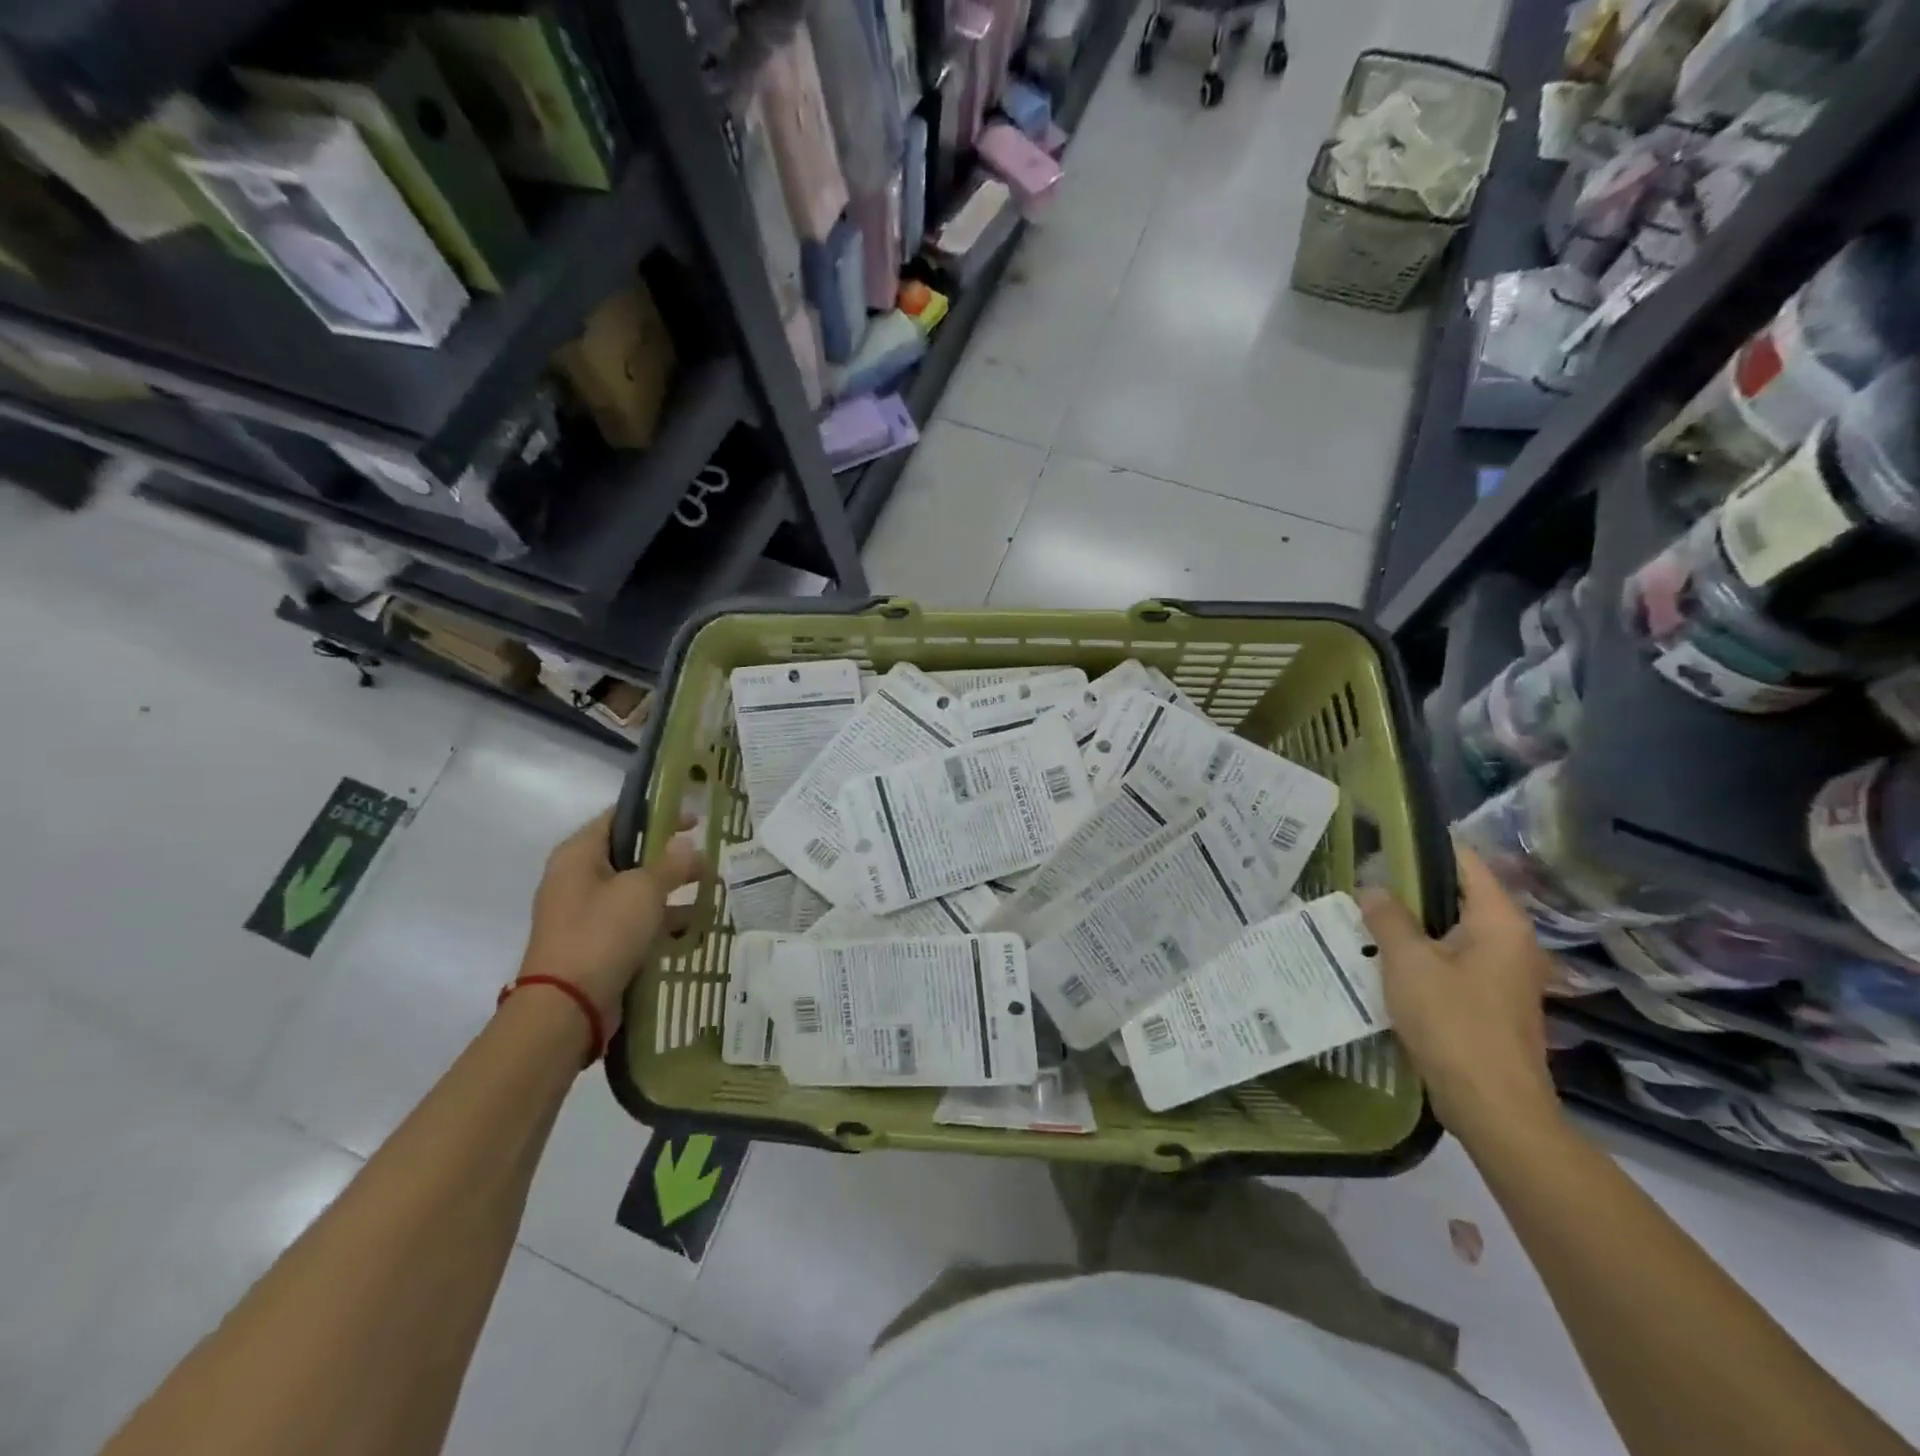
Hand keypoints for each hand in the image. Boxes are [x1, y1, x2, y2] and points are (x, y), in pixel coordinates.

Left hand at [518, 809, 703, 1025]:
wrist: (566, 1007)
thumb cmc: (602, 934)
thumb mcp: (643, 890)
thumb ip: (670, 863)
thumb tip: (687, 844)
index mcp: (578, 854)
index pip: (619, 817)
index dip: (658, 812)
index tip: (694, 819)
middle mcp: (576, 878)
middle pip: (630, 854)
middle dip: (670, 856)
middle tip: (706, 858)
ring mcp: (584, 913)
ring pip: (635, 890)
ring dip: (670, 890)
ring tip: (709, 892)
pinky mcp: (596, 944)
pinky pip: (633, 922)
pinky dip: (660, 921)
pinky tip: (693, 927)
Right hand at [1359, 841, 1562, 1143]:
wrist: (1493, 1107)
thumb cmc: (1453, 1023)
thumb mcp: (1407, 962)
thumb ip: (1387, 918)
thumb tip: (1372, 888)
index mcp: (1499, 922)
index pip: (1465, 862)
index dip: (1425, 847)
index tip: (1382, 840)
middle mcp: (1511, 941)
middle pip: (1457, 896)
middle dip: (1409, 888)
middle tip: (1362, 882)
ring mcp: (1504, 974)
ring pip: (1451, 931)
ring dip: (1412, 925)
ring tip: (1365, 916)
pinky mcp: (1491, 1002)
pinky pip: (1452, 961)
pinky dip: (1422, 955)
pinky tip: (1385, 960)